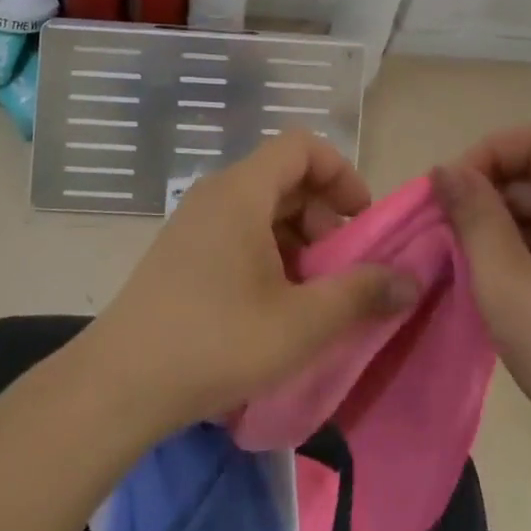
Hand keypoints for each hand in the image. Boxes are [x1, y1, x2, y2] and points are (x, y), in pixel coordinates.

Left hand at [81, 133, 418, 434]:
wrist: (120, 383)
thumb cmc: (216, 341)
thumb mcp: (301, 323)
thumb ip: (361, 294)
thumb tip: (411, 280)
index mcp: (242, 191)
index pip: (301, 146)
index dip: (341, 173)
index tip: (363, 220)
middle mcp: (216, 193)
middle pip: (284, 177)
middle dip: (325, 214)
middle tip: (343, 267)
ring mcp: (194, 222)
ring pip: (262, 208)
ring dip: (299, 239)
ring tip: (314, 294)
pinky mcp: (182, 252)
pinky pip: (238, 232)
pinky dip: (269, 253)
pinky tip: (276, 306)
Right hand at [434, 125, 530, 479]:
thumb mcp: (508, 283)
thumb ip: (474, 218)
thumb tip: (446, 168)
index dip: (488, 154)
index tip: (454, 195)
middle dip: (487, 194)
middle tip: (449, 236)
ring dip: (499, 229)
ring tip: (467, 267)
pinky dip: (519, 256)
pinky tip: (497, 291)